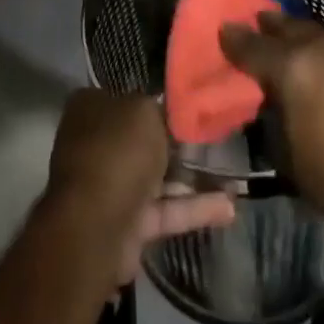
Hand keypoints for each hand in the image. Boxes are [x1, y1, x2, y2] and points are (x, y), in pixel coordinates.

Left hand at [47, 89, 236, 284]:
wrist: (97, 226)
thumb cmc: (118, 151)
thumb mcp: (145, 111)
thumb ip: (159, 110)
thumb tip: (165, 113)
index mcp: (90, 108)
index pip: (125, 97)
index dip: (155, 102)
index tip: (187, 107)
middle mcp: (96, 144)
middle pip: (141, 139)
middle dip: (175, 143)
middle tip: (214, 139)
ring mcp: (109, 186)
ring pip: (156, 178)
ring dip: (191, 179)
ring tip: (233, 177)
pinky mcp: (127, 224)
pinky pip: (164, 210)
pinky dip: (193, 209)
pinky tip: (228, 208)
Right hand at [220, 14, 323, 242]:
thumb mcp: (291, 157)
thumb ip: (277, 115)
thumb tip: (273, 98)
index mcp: (294, 70)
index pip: (255, 47)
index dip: (236, 39)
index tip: (227, 30)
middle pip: (293, 27)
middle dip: (275, 27)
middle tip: (265, 23)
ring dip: (318, 41)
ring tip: (313, 48)